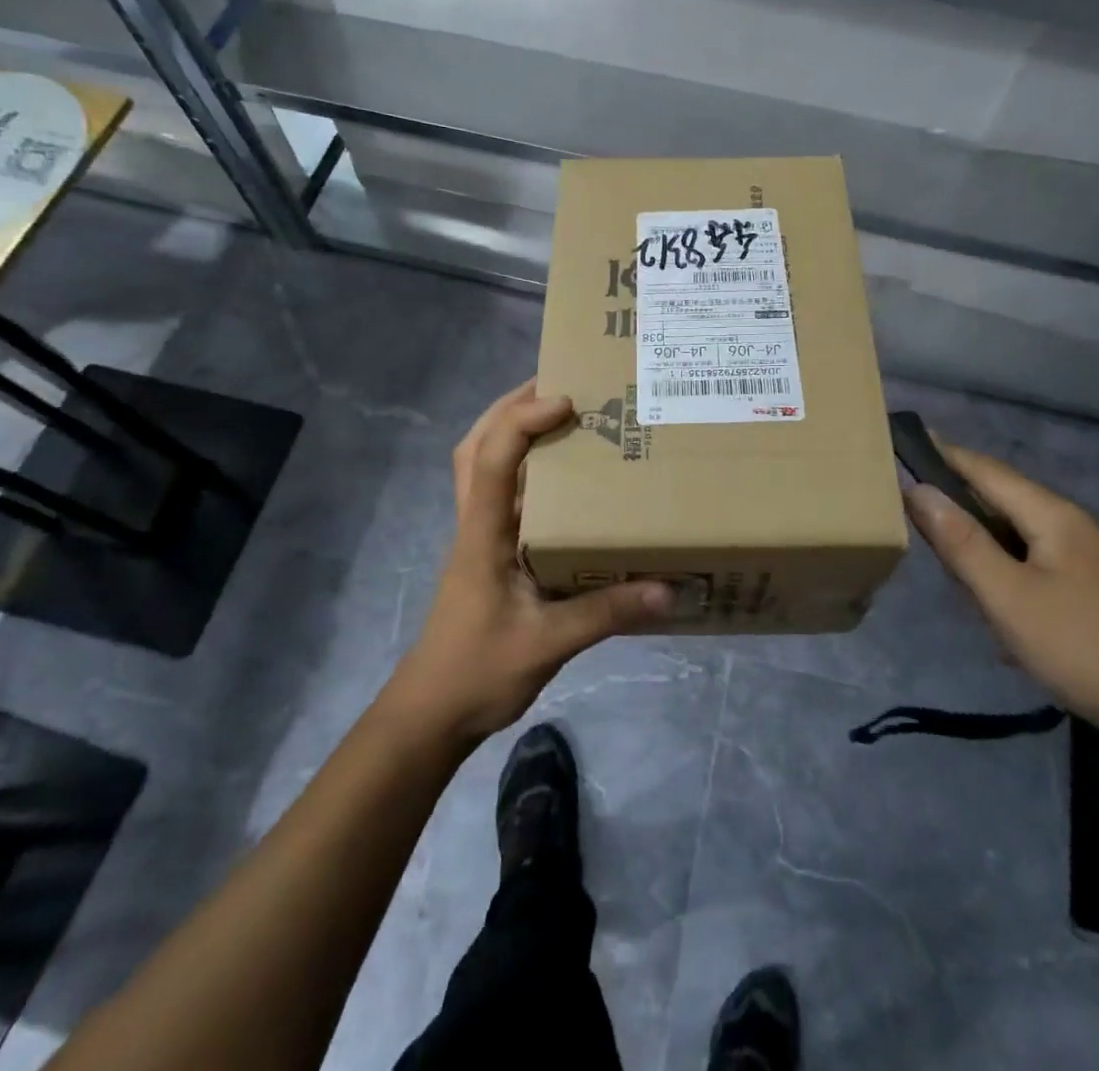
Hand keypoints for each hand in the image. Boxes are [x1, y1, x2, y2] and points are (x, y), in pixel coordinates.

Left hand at [385, 381, 672, 743]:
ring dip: (511, 432)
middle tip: (557, 385)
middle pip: (476, 446)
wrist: (430, 714)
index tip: (567, 401)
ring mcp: (479, 538)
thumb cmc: (477, 672)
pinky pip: (502, 496)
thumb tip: (668, 588)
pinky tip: (563, 482)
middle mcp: (476, 524)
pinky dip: (524, 471)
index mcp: (482, 534)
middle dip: (509, 407)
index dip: (522, 420)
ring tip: (558, 416)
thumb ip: (606, 613)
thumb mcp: (548, 644)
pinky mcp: (489, 555)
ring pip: (482, 466)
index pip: (492, 460)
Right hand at [903, 438, 1098, 742]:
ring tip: (964, 591)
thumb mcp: (1008, 596)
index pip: (986, 470)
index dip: (945, 455)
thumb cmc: (1087, 647)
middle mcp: (1079, 528)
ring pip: (1025, 544)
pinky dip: (1016, 585)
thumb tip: (918, 489)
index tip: (907, 442)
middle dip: (962, 514)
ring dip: (989, 558)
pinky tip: (1012, 628)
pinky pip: (1046, 573)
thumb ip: (961, 542)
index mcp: (1053, 516)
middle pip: (1005, 505)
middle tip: (921, 533)